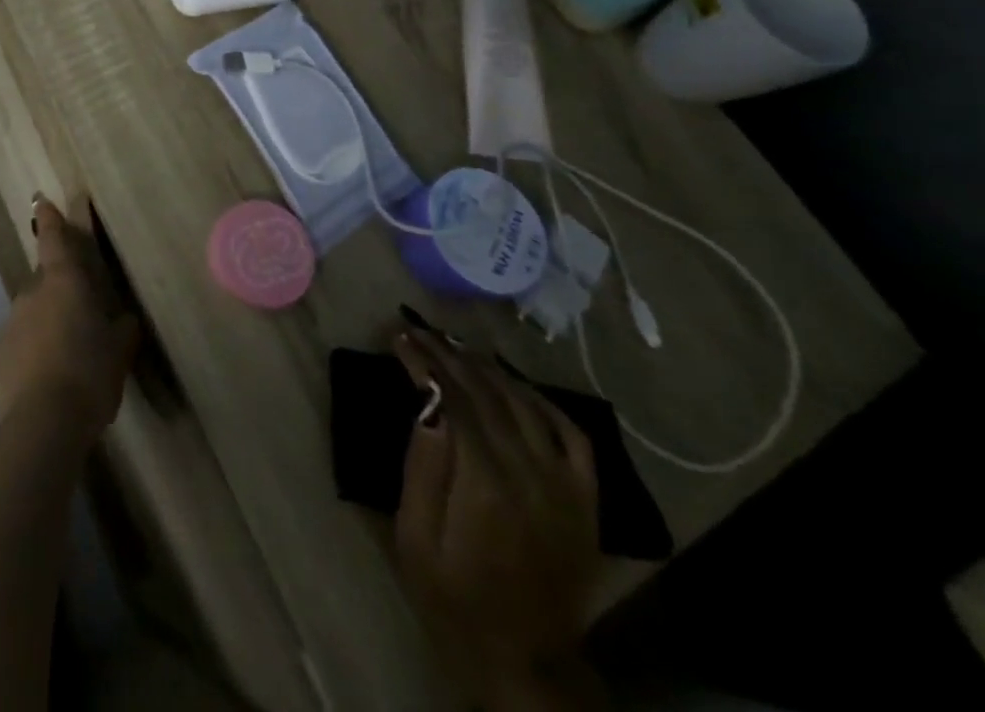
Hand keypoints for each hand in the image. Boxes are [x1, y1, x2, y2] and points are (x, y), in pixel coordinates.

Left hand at [0, 198, 140, 443]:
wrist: (41, 423)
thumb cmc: (89, 375)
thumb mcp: (119, 352)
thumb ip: (122, 330)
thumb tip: (125, 319)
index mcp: (63, 283)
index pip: (54, 240)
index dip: (50, 220)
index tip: (40, 201)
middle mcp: (32, 294)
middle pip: (45, 283)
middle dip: (59, 293)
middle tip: (80, 320)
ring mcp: (10, 323)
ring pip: (32, 314)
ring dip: (47, 326)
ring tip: (67, 360)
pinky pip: (20, 344)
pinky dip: (33, 353)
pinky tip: (47, 382)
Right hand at [393, 328, 605, 711]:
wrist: (523, 657)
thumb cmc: (452, 592)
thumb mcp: (415, 533)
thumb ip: (423, 465)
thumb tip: (425, 400)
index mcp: (486, 482)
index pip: (452, 399)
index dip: (424, 362)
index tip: (398, 337)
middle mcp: (532, 473)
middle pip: (486, 393)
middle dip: (447, 354)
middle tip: (418, 328)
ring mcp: (566, 485)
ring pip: (525, 403)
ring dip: (487, 367)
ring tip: (454, 343)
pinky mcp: (586, 498)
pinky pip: (571, 433)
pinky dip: (541, 399)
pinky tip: (513, 383)